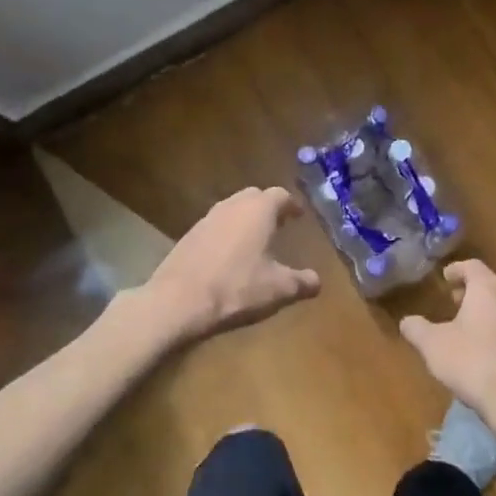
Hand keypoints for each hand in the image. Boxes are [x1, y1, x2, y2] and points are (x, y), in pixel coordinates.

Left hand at [137, 187, 320, 343]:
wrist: (177, 300)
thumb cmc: (236, 287)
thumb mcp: (277, 289)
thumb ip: (301, 282)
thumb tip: (318, 281)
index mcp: (259, 210)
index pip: (280, 195)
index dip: (292, 205)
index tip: (299, 215)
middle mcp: (233, 205)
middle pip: (254, 196)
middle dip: (268, 207)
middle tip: (279, 223)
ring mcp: (207, 218)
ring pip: (233, 208)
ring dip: (246, 218)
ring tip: (255, 238)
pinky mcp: (189, 235)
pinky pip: (216, 225)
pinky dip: (227, 232)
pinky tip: (229, 254)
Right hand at [399, 260, 495, 431]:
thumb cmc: (471, 361)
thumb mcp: (432, 344)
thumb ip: (417, 329)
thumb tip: (406, 321)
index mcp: (488, 288)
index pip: (472, 266)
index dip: (456, 269)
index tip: (444, 278)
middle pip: (490, 284)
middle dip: (471, 289)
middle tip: (454, 299)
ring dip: (486, 309)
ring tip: (468, 323)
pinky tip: (485, 348)